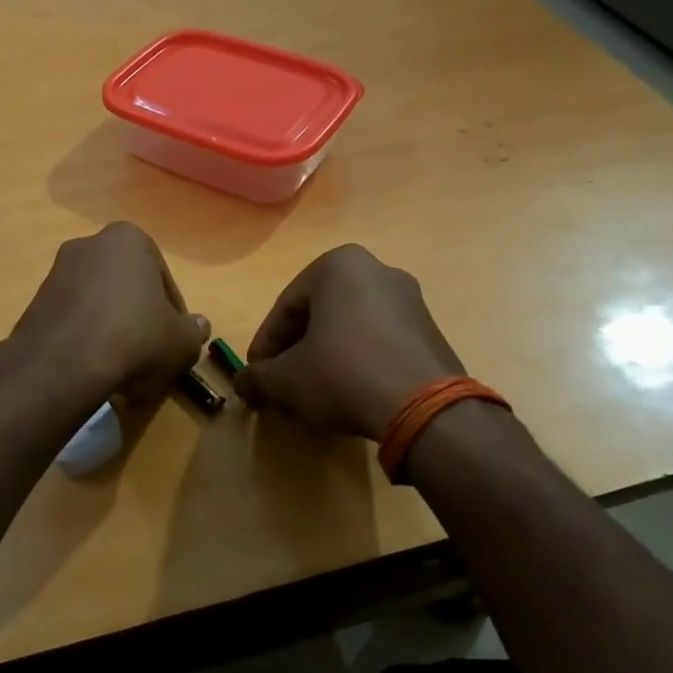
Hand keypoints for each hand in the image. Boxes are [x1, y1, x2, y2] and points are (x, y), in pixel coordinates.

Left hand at [10, 222, 208, 401]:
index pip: (162, 279)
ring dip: (112, 327)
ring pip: (98, 302)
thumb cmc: (136, 338)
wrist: (64, 363)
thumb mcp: (182, 342)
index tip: (173, 341)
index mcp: (129, 239)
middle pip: (127, 286)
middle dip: (138, 316)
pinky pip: (73, 318)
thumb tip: (199, 326)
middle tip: (149, 352)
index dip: (173, 314)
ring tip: (121, 364)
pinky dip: (85, 337)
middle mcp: (90, 244)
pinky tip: (93, 365)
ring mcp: (57, 271)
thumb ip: (194, 331)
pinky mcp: (35, 301)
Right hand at [234, 245, 464, 438]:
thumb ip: (257, 377)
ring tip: (313, 392)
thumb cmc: (342, 374)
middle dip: (296, 350)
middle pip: (319, 314)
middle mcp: (377, 270)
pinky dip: (358, 361)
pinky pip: (380, 341)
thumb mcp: (286, 379)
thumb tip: (242, 383)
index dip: (265, 345)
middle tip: (282, 383)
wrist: (423, 407)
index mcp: (338, 265)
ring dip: (326, 356)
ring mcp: (410, 299)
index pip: (285, 307)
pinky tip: (350, 393)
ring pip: (349, 328)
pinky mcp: (430, 330)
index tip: (256, 375)